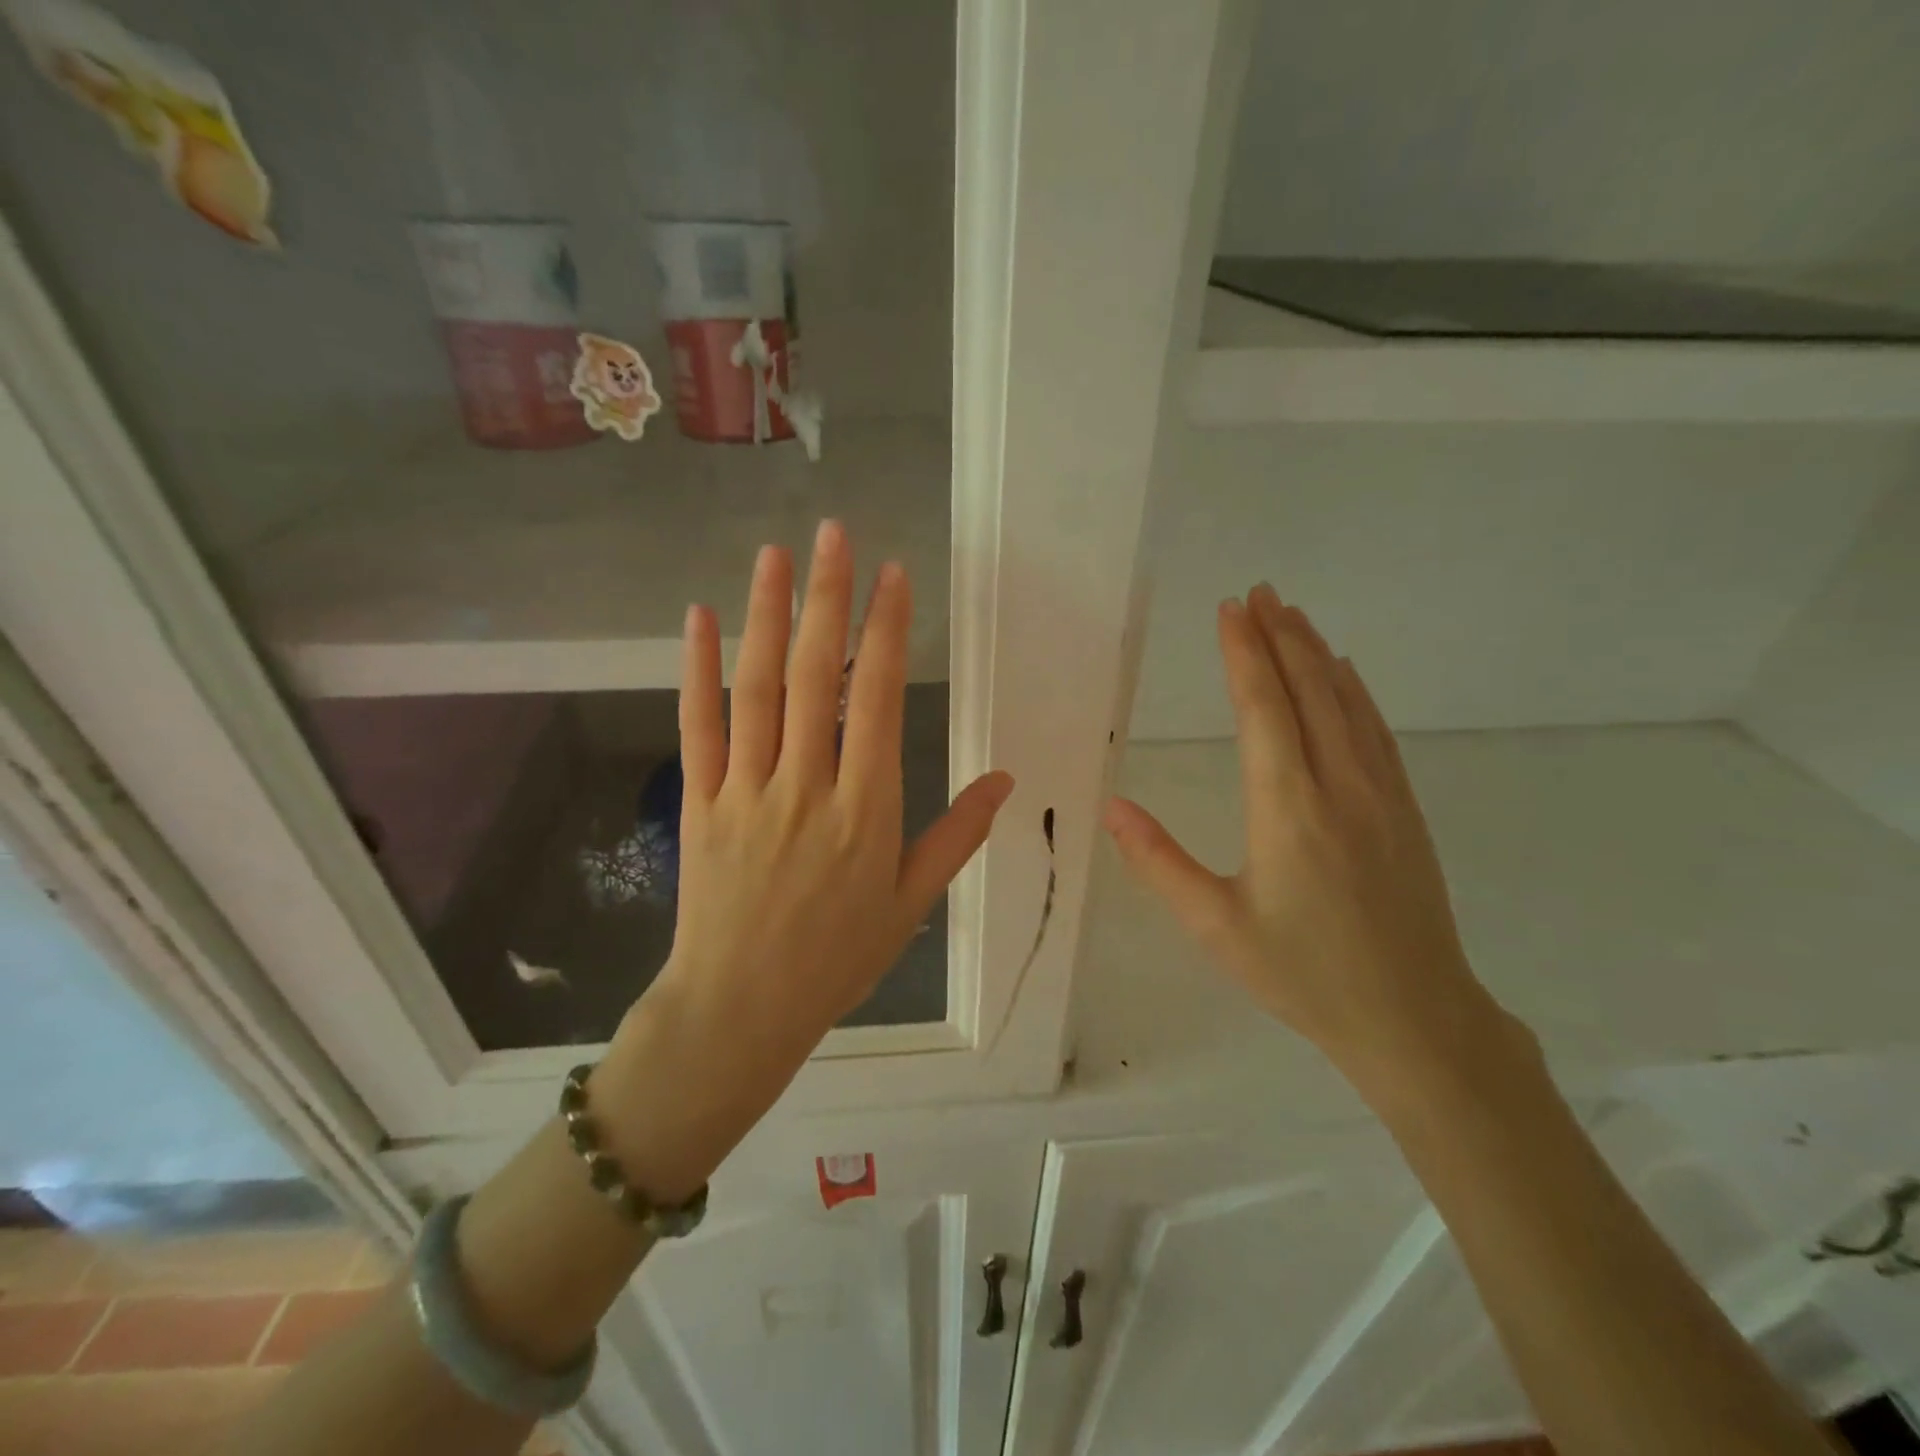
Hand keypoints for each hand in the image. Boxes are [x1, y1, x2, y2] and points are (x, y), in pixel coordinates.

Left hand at [596, 523, 1013, 1194]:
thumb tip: (1006, 780)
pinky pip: (697, 726)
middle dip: (827, 599)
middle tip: (834, 534)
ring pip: (756, 689)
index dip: (885, 632)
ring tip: (775, 556)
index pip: (875, 699)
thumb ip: (958, 835)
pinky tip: (698, 620)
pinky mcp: (699, 801)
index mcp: (865, 809)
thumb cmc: (838, 957)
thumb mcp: (911, 901)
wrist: (741, 1008)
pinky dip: (696, 670)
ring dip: (765, 616)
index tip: (893, 576)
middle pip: (814, 677)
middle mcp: (805, 786)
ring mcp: (745, 790)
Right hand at [1103, 584, 1519, 1101]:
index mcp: (1288, 809)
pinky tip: (1345, 674)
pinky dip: (1355, 691)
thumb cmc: (1302, 974)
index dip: (1244, 654)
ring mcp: (1381, 794)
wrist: (1414, 1018)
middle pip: (1309, 691)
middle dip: (1279, 637)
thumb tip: (1111, 806)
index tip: (1229, 609)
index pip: (1263, 710)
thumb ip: (1159, 862)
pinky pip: (1376, 731)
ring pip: (1347, 703)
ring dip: (1316, 654)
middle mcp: (1339, 786)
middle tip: (1258, 592)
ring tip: (1291, 615)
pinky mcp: (1404, 809)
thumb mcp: (1215, 926)